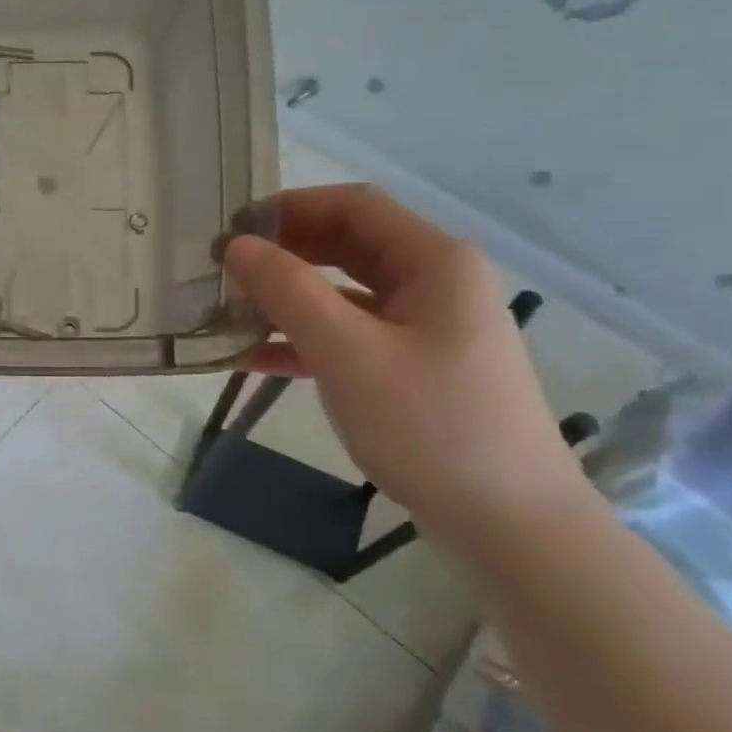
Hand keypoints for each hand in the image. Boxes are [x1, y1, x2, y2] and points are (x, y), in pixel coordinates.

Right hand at [222, 186, 587, 536]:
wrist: (509, 525)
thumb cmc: (431, 425)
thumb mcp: (349, 353)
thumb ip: (289, 292)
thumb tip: (237, 246)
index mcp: (435, 262)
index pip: (354, 206)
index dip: (289, 207)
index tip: (231, 228)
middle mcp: (435, 284)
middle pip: (348, 247)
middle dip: (284, 254)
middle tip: (222, 271)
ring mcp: (427, 329)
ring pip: (345, 295)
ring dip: (288, 299)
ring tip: (228, 312)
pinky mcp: (415, 369)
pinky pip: (351, 338)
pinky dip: (305, 341)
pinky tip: (254, 358)